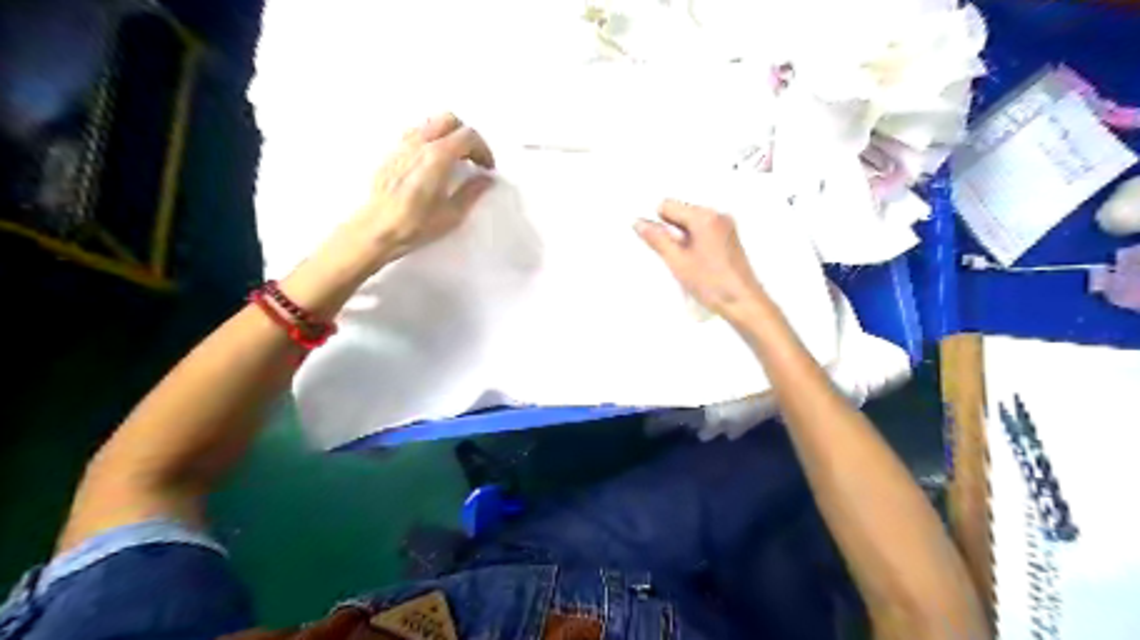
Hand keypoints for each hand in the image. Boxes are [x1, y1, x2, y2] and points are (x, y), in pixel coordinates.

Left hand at [341, 111, 493, 267]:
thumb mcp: (452, 214)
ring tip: (455, 158)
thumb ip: (472, 192)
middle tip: (474, 158)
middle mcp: (419, 145)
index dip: (483, 149)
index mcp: (437, 157)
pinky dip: (430, 140)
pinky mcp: (392, 153)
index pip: (467, 136)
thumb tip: (484, 181)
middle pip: (449, 120)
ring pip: (431, 123)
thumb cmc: (412, 225)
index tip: (487, 166)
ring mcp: (403, 146)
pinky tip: (433, 161)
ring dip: (448, 135)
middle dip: (466, 136)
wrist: (377, 229)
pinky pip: (415, 134)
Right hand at [637, 199, 768, 319]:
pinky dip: (695, 245)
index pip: (667, 206)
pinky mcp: (728, 239)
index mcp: (704, 217)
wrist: (743, 302)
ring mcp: (725, 227)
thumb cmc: (717, 285)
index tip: (657, 241)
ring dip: (683, 240)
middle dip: (672, 233)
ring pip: (691, 225)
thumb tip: (641, 225)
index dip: (657, 225)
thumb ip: (656, 239)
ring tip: (688, 263)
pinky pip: (703, 233)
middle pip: (680, 214)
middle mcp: (718, 217)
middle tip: (676, 256)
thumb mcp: (677, 262)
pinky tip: (697, 264)